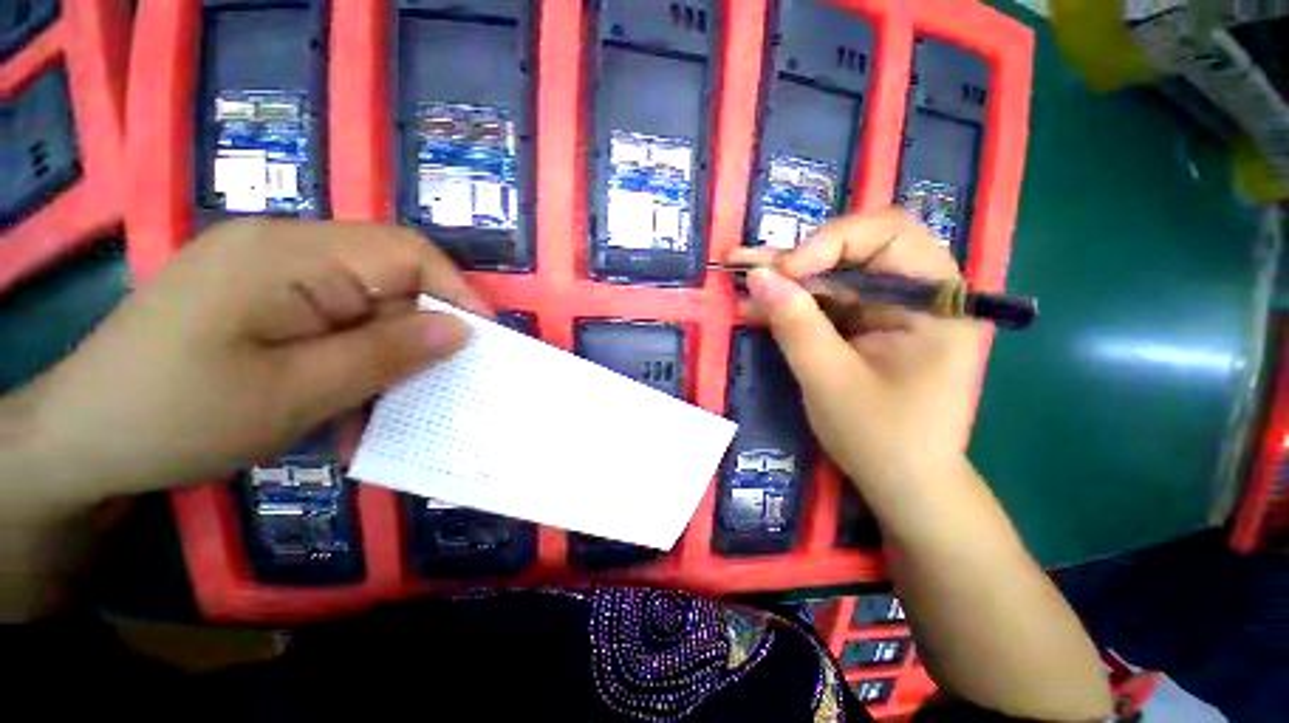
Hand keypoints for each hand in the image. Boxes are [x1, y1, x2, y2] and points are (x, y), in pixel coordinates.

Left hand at [13, 219, 486, 507]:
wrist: (78, 441)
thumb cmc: (177, 416)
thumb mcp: (297, 392)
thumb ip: (388, 354)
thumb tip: (463, 330)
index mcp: (289, 253)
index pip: (407, 252)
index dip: (458, 292)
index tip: (484, 341)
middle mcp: (283, 246)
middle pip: (389, 276)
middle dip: (420, 330)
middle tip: (433, 385)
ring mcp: (268, 271)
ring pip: (366, 302)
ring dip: (385, 352)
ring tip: (382, 403)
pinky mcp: (259, 297)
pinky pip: (334, 318)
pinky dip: (353, 356)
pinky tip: (342, 396)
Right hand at [731, 208, 981, 499]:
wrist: (903, 485)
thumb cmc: (880, 438)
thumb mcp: (829, 379)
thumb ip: (795, 323)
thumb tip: (758, 276)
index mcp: (936, 300)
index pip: (889, 234)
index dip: (831, 241)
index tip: (785, 272)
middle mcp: (918, 295)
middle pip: (855, 251)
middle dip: (798, 259)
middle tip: (748, 266)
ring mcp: (888, 312)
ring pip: (832, 278)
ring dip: (784, 281)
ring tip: (738, 275)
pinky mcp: (865, 329)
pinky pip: (825, 306)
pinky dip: (789, 306)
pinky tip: (754, 307)